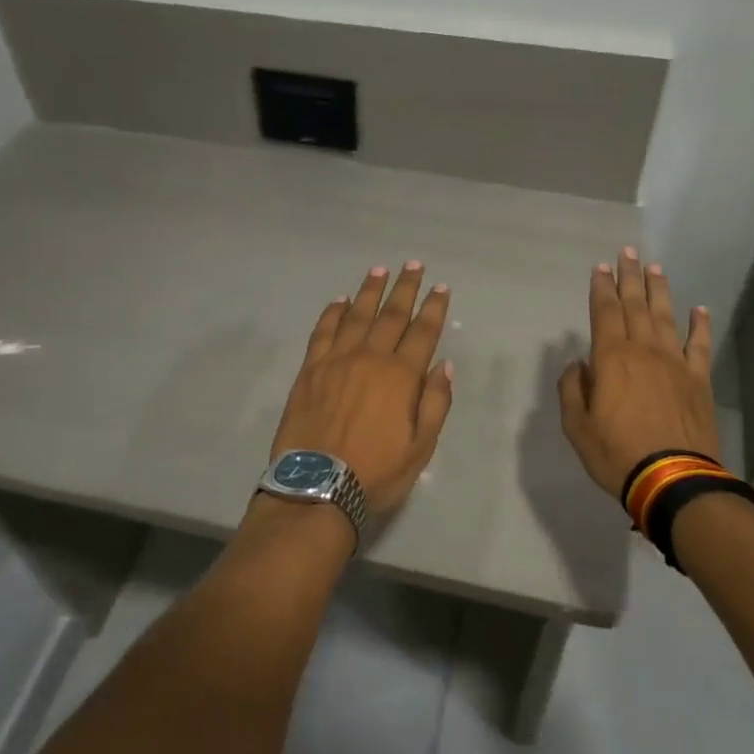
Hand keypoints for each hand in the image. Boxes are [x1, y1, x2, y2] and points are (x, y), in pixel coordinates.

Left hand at [266, 262, 454, 522]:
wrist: (317, 487)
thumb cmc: (376, 471)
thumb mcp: (421, 447)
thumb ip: (435, 403)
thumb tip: (444, 365)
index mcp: (401, 376)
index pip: (422, 332)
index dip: (434, 308)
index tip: (441, 288)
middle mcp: (370, 358)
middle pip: (391, 315)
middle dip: (405, 288)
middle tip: (413, 265)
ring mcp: (336, 361)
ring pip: (356, 315)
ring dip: (370, 291)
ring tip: (380, 270)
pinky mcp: (309, 370)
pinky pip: (322, 332)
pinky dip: (332, 313)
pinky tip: (339, 301)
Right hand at [559, 247, 719, 497]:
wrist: (673, 479)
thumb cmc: (616, 453)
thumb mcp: (577, 426)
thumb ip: (572, 389)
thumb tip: (577, 364)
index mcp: (612, 358)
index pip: (604, 312)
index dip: (601, 288)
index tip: (600, 267)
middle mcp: (644, 351)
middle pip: (636, 306)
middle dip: (630, 278)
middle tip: (628, 252)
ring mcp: (676, 364)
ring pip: (667, 317)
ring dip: (659, 291)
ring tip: (655, 268)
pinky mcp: (699, 381)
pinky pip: (700, 346)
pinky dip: (700, 326)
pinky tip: (700, 310)